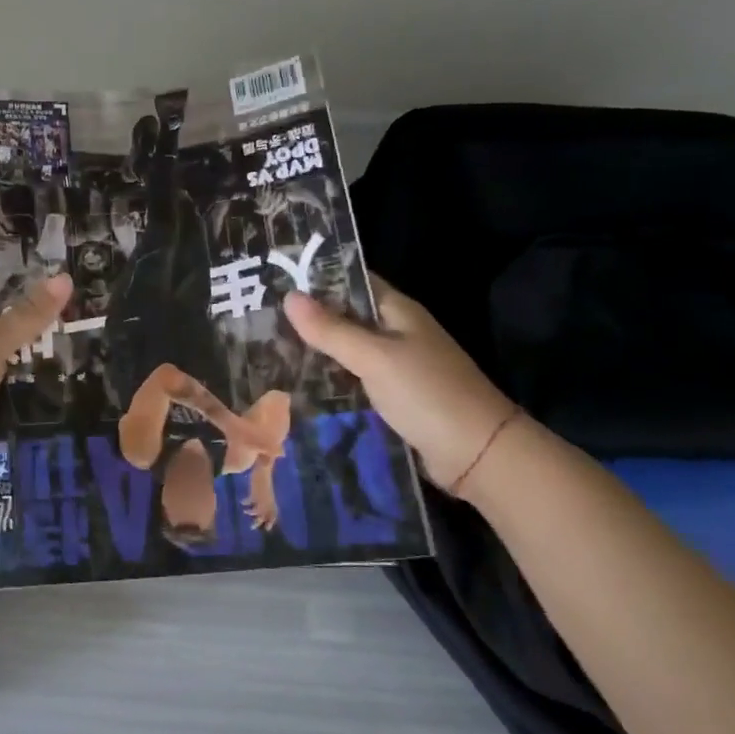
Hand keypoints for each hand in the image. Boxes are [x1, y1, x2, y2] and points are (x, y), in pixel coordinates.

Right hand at [284, 275, 516, 490]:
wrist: (477, 454)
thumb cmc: (427, 394)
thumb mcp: (375, 358)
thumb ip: (332, 329)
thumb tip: (289, 296)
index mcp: (398, 311)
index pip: (352, 282)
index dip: (316, 279)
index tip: (274, 281)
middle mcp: (395, 334)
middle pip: (345, 318)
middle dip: (307, 319)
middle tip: (258, 320)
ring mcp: (394, 367)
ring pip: (345, 351)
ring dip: (314, 352)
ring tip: (265, 351)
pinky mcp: (390, 398)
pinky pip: (352, 380)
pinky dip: (328, 380)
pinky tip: (296, 385)